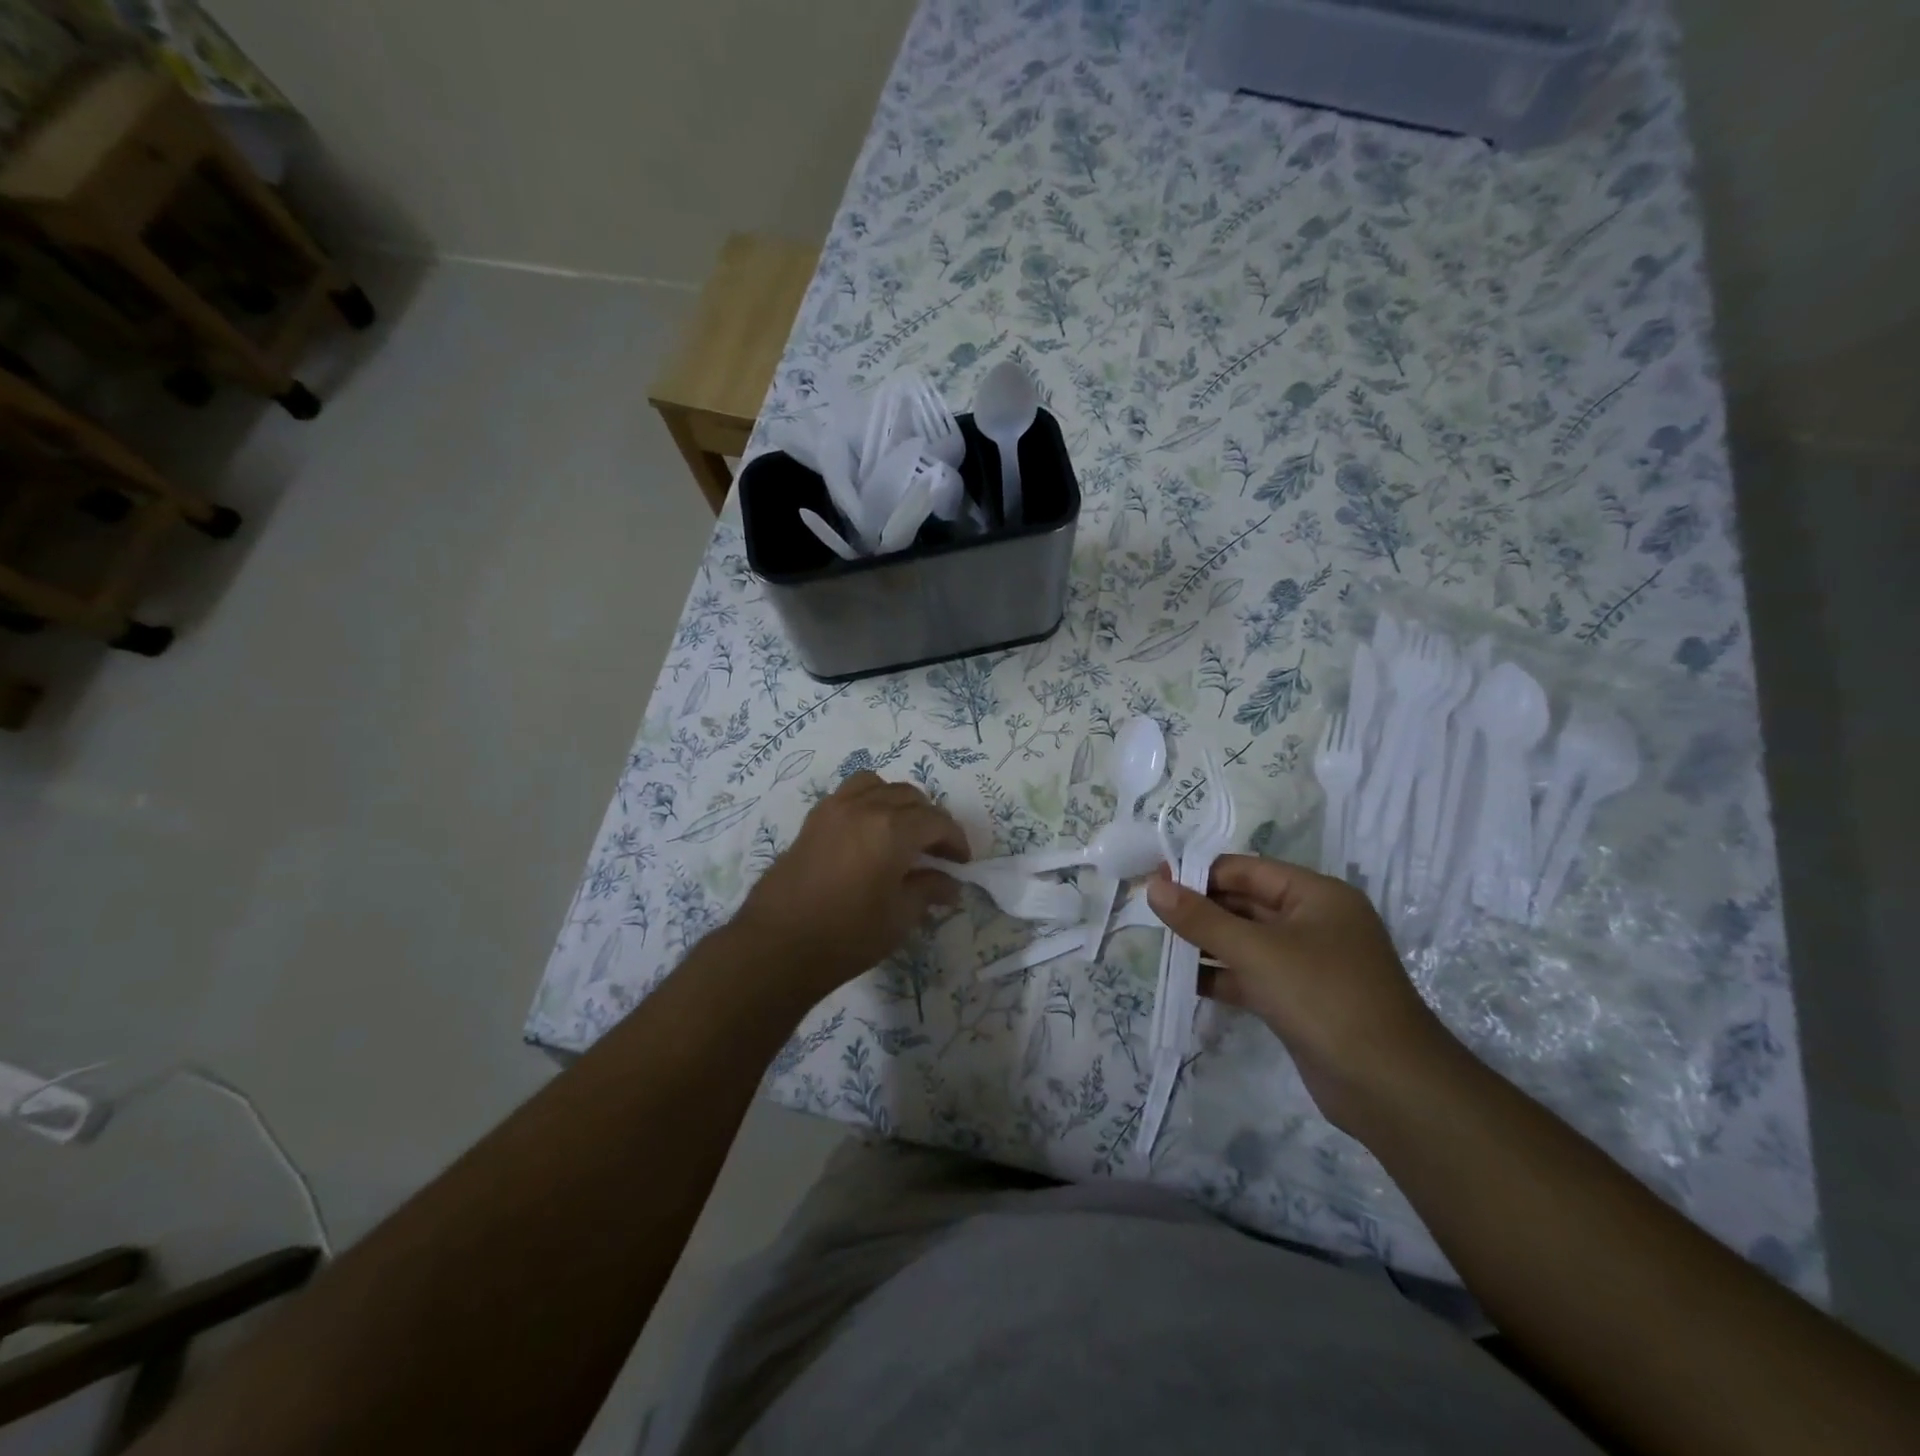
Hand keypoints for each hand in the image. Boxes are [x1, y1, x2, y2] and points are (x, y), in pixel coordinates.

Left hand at [733, 771, 968, 997]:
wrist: (777, 945)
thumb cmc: (846, 936)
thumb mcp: (899, 917)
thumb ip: (928, 890)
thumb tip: (950, 883)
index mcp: (892, 829)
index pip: (936, 821)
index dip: (955, 839)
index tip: (962, 862)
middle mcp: (865, 807)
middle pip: (910, 797)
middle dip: (930, 820)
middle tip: (937, 851)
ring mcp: (835, 808)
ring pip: (878, 785)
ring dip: (898, 802)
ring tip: (903, 831)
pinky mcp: (813, 819)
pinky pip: (849, 793)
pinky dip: (868, 801)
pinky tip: (869, 831)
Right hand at [1147, 855, 1459, 1134]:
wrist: (1390, 1088)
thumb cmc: (1323, 997)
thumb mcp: (1256, 951)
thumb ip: (1200, 918)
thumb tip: (1154, 886)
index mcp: (1315, 895)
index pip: (1247, 870)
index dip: (1200, 873)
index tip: (1155, 882)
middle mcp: (1314, 922)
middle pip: (1245, 904)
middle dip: (1200, 910)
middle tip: (1151, 915)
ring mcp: (1308, 964)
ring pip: (1246, 942)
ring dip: (1206, 944)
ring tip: (1160, 947)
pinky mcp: (1299, 1000)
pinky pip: (1252, 976)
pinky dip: (1221, 976)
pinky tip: (1185, 981)